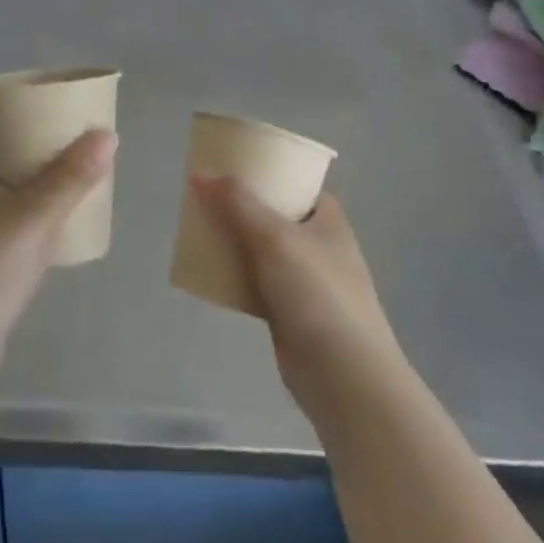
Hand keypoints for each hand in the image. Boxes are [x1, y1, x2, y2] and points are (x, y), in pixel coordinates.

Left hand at [0, 129, 115, 404]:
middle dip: (29, 156)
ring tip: (70, 185)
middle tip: (67, 151)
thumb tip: (106, 134)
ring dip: (34, 189)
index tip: (41, 119)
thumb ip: (71, 177)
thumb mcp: (35, 216)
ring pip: (6, 198)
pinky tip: (57, 230)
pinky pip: (11, 228)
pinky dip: (32, 221)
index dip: (7, 124)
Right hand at [190, 178, 403, 420]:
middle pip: (273, 214)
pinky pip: (254, 282)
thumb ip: (236, 203)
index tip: (230, 165)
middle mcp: (318, 244)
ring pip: (260, 249)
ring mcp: (305, 280)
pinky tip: (206, 270)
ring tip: (199, 227)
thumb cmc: (317, 293)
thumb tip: (199, 173)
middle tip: (204, 196)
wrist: (344, 377)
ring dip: (233, 240)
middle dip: (240, 206)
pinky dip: (233, 275)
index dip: (265, 171)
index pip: (295, 182)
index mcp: (327, 218)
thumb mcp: (274, 236)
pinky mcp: (289, 312)